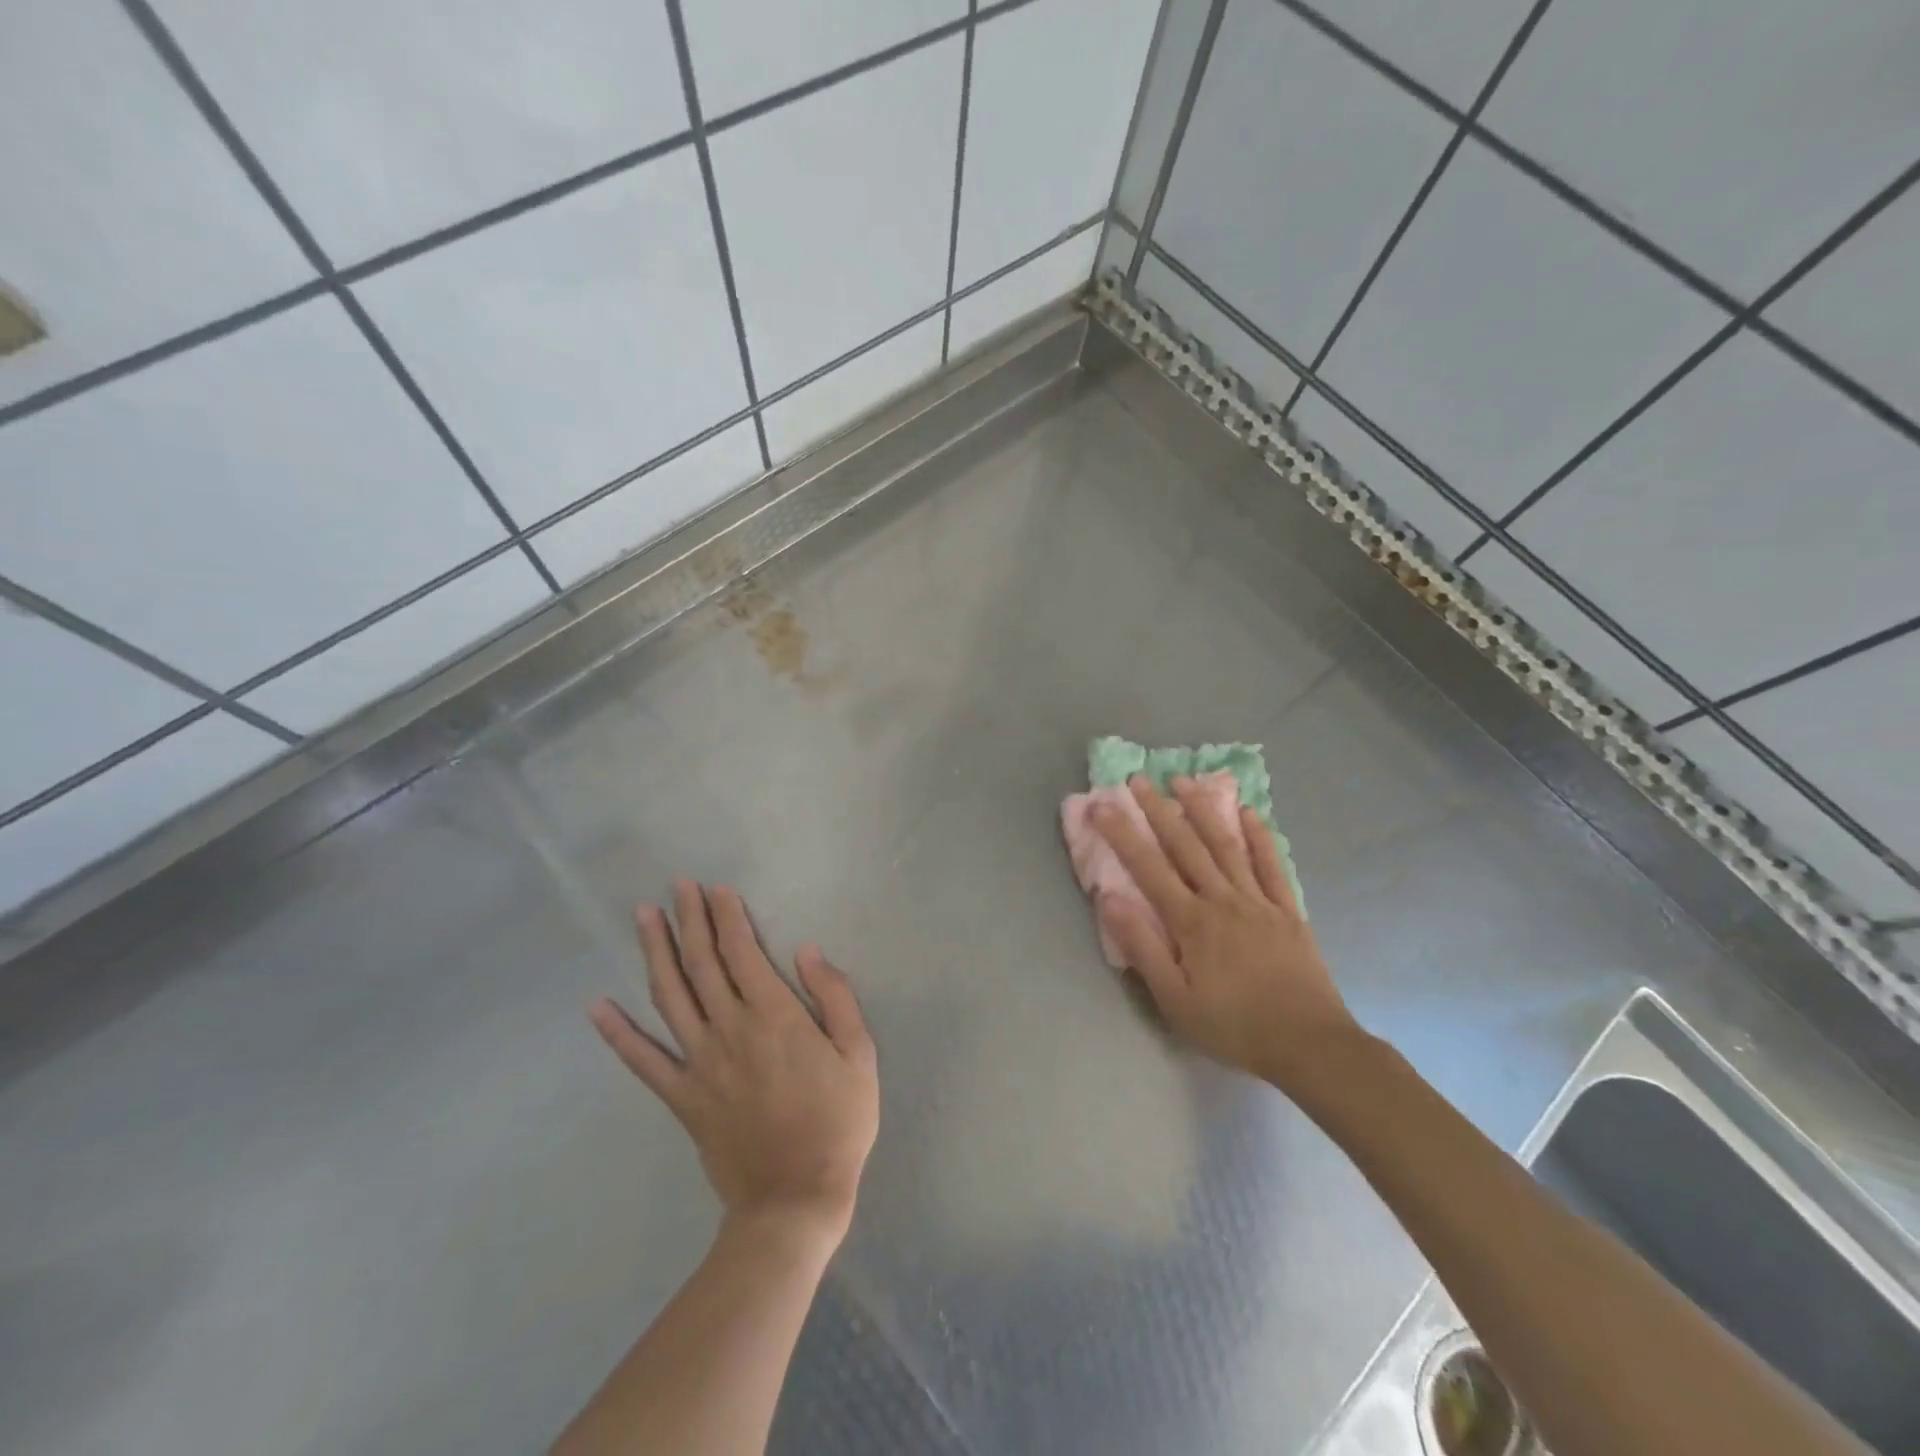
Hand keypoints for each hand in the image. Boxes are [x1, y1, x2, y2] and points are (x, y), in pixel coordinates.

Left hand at [590, 881, 878, 1248]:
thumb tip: (807, 951)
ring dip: (655, 952)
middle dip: (690, 919)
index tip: (716, 889)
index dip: (727, 917)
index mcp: (774, 1016)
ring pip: (670, 996)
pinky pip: (643, 1061)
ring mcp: (699, 1063)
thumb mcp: (859, 1054)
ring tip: (644, 916)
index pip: (743, 951)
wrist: (795, 1199)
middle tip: (678, 885)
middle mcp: (729, 1029)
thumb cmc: (838, 1122)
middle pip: (703, 963)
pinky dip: (618, 1033)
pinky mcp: (682, 1097)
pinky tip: (597, 1007)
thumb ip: (834, 997)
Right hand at [1092, 776, 1359, 1092]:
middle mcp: (1222, 899)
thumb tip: (1110, 899)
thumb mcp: (1176, 1001)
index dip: (1122, 834)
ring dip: (1203, 809)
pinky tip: (1249, 812)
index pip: (1148, 868)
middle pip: (1185, 845)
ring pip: (1226, 845)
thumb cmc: (1234, 1027)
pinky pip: (1271, 864)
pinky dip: (1260, 836)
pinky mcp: (1288, 910)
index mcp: (1191, 922)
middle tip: (1138, 779)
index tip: (1101, 805)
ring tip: (1183, 780)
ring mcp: (1258, 901)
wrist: (1310, 1045)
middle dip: (1158, 810)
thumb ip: (1142, 948)